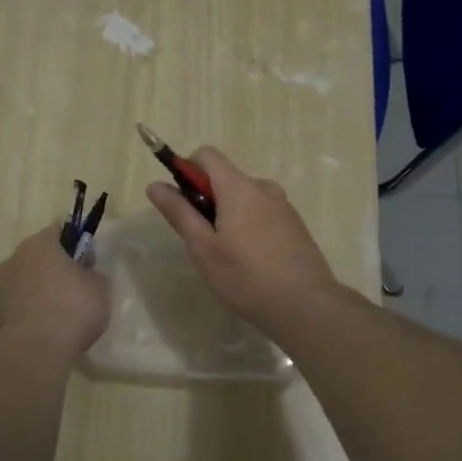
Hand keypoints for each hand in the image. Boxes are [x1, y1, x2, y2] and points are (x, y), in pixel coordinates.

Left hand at [0, 226, 112, 356]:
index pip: (59, 231)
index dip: (76, 244)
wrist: (36, 351)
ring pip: (27, 280)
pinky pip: (19, 304)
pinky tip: (47, 328)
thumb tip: (87, 275)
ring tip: (62, 313)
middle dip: (56, 268)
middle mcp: (15, 258)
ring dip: (41, 290)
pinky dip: (31, 310)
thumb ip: (94, 275)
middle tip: (77, 287)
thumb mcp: (101, 288)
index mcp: (40, 243)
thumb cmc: (72, 308)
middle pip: (39, 256)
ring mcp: (1, 286)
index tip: (88, 262)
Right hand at [146, 147, 342, 335]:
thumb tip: (155, 185)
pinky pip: (262, 213)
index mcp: (239, 187)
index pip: (206, 154)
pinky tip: (252, 262)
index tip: (182, 203)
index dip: (186, 170)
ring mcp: (283, 205)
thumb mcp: (203, 248)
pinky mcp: (295, 224)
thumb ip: (179, 213)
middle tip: (202, 241)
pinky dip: (249, 227)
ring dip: (228, 216)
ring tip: (227, 257)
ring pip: (244, 198)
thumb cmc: (246, 277)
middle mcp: (263, 187)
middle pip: (225, 178)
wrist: (306, 305)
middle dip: (207, 200)